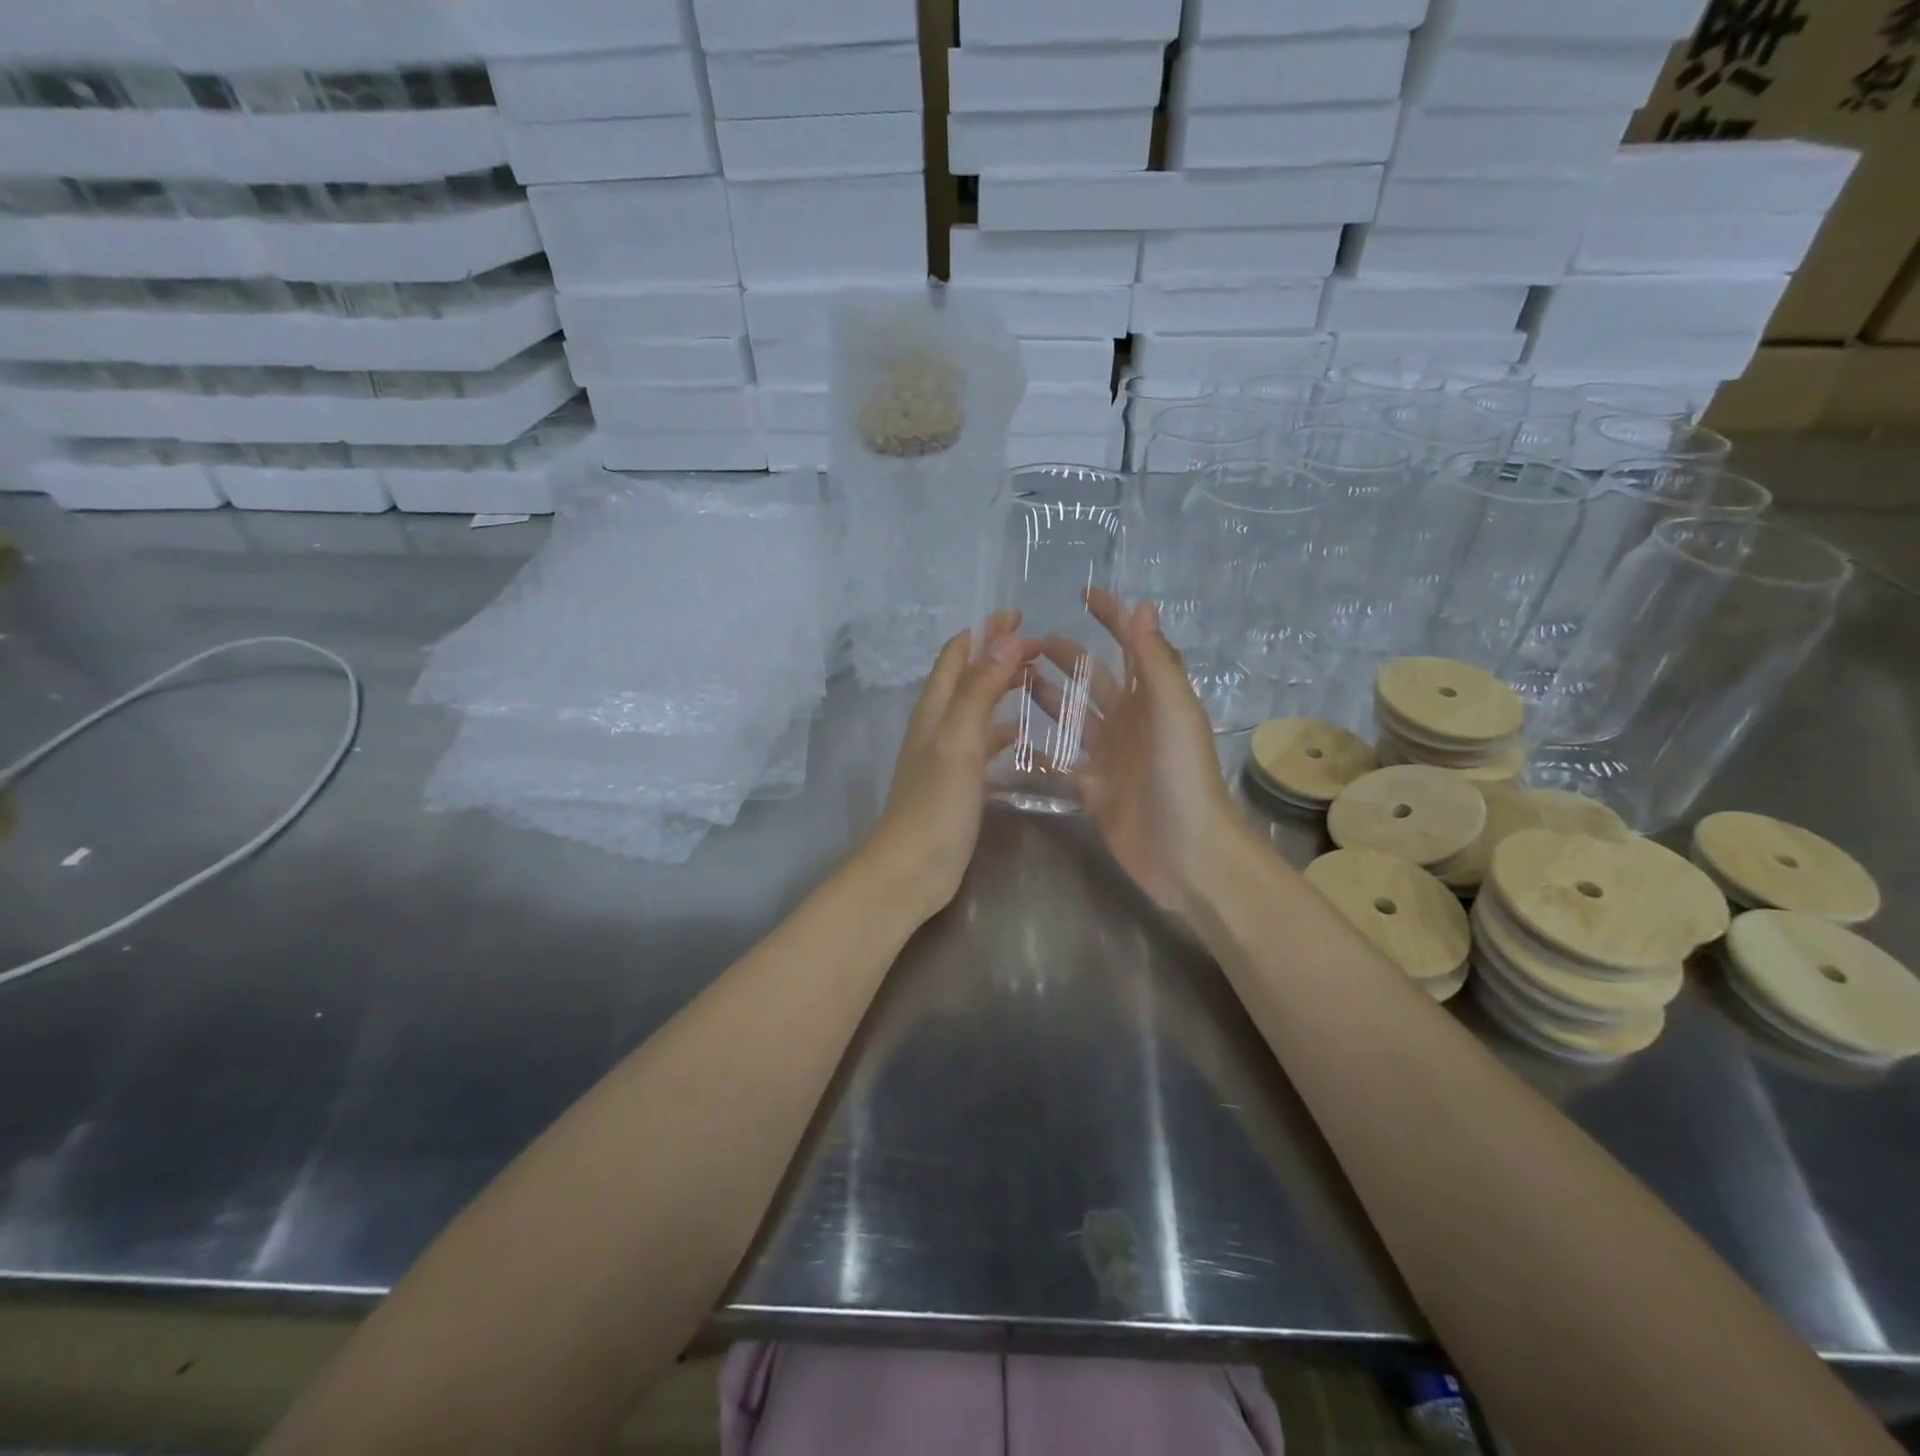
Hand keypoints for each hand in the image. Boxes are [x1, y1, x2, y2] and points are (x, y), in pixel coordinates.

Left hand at [859, 611, 1037, 919]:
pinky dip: (1003, 732)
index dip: (984, 631)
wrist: (911, 870)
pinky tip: (1026, 739)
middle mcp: (937, 725)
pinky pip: (984, 745)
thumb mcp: (959, 741)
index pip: (956, 654)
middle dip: (999, 656)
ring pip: (977, 710)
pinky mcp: (958, 783)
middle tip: (1041, 650)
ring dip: (1003, 691)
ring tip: (1040, 684)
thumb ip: (980, 689)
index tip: (1020, 616)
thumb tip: (1007, 638)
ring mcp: (946, 755)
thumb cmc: (935, 805)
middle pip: (967, 677)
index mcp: (934, 709)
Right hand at [1038, 591, 1239, 915]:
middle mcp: (1129, 722)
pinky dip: (1040, 750)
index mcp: (1152, 699)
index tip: (1085, 593)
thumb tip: (1142, 605)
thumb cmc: (1183, 778)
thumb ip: (1156, 662)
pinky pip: (1060, 762)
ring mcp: (1109, 756)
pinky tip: (1010, 737)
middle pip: (1094, 679)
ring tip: (1014, 678)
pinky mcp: (1093, 789)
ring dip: (1049, 696)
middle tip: (1026, 641)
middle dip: (1066, 656)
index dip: (1112, 618)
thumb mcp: (1174, 713)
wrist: (1187, 854)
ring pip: (1074, 717)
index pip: (1131, 646)